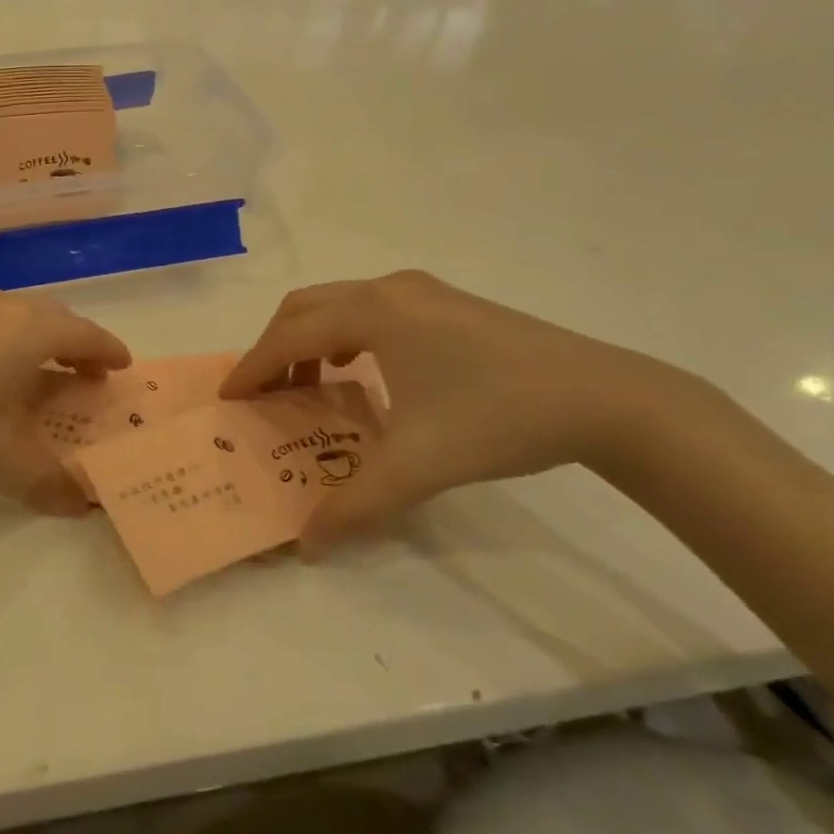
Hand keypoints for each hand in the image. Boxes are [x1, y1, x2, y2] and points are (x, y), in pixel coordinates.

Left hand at [0, 284, 130, 515]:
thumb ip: (47, 483)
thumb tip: (82, 505)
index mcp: (24, 330)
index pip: (83, 333)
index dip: (107, 350)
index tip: (122, 366)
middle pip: (50, 318)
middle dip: (74, 345)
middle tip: (85, 374)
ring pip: (12, 315)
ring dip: (34, 341)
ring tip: (35, 373)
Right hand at [221, 272, 696, 548]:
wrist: (604, 398)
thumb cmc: (497, 418)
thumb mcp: (417, 467)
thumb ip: (353, 505)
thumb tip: (306, 543)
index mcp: (373, 314)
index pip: (290, 336)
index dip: (253, 367)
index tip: (229, 397)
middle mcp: (390, 290)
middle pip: (305, 307)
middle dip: (274, 347)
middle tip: (262, 391)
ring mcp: (423, 291)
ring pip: (340, 304)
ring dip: (311, 339)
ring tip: (308, 384)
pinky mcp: (449, 303)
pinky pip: (373, 309)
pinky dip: (346, 335)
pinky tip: (363, 372)